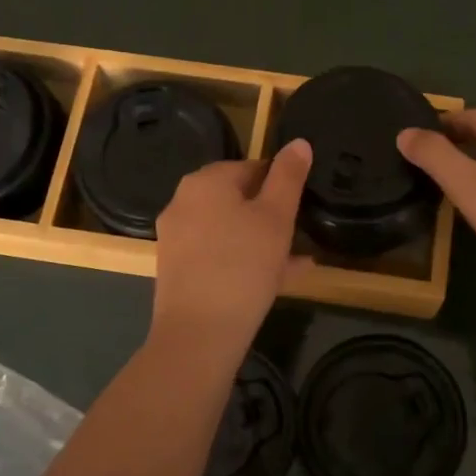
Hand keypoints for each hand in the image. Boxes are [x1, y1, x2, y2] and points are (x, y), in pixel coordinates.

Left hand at [151, 139, 312, 353]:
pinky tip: (274, 280)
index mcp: (205, 181)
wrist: (199, 333)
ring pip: (229, 229)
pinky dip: (242, 259)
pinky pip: (217, 253)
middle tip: (298, 235)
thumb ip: (289, 176)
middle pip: (237, 198)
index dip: (280, 184)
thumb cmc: (243, 265)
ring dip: (261, 240)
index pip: (251, 167)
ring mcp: (175, 237)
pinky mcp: (176, 268)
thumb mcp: (276, 217)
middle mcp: (183, 202)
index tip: (300, 206)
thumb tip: (299, 142)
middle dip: (270, 214)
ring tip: (295, 261)